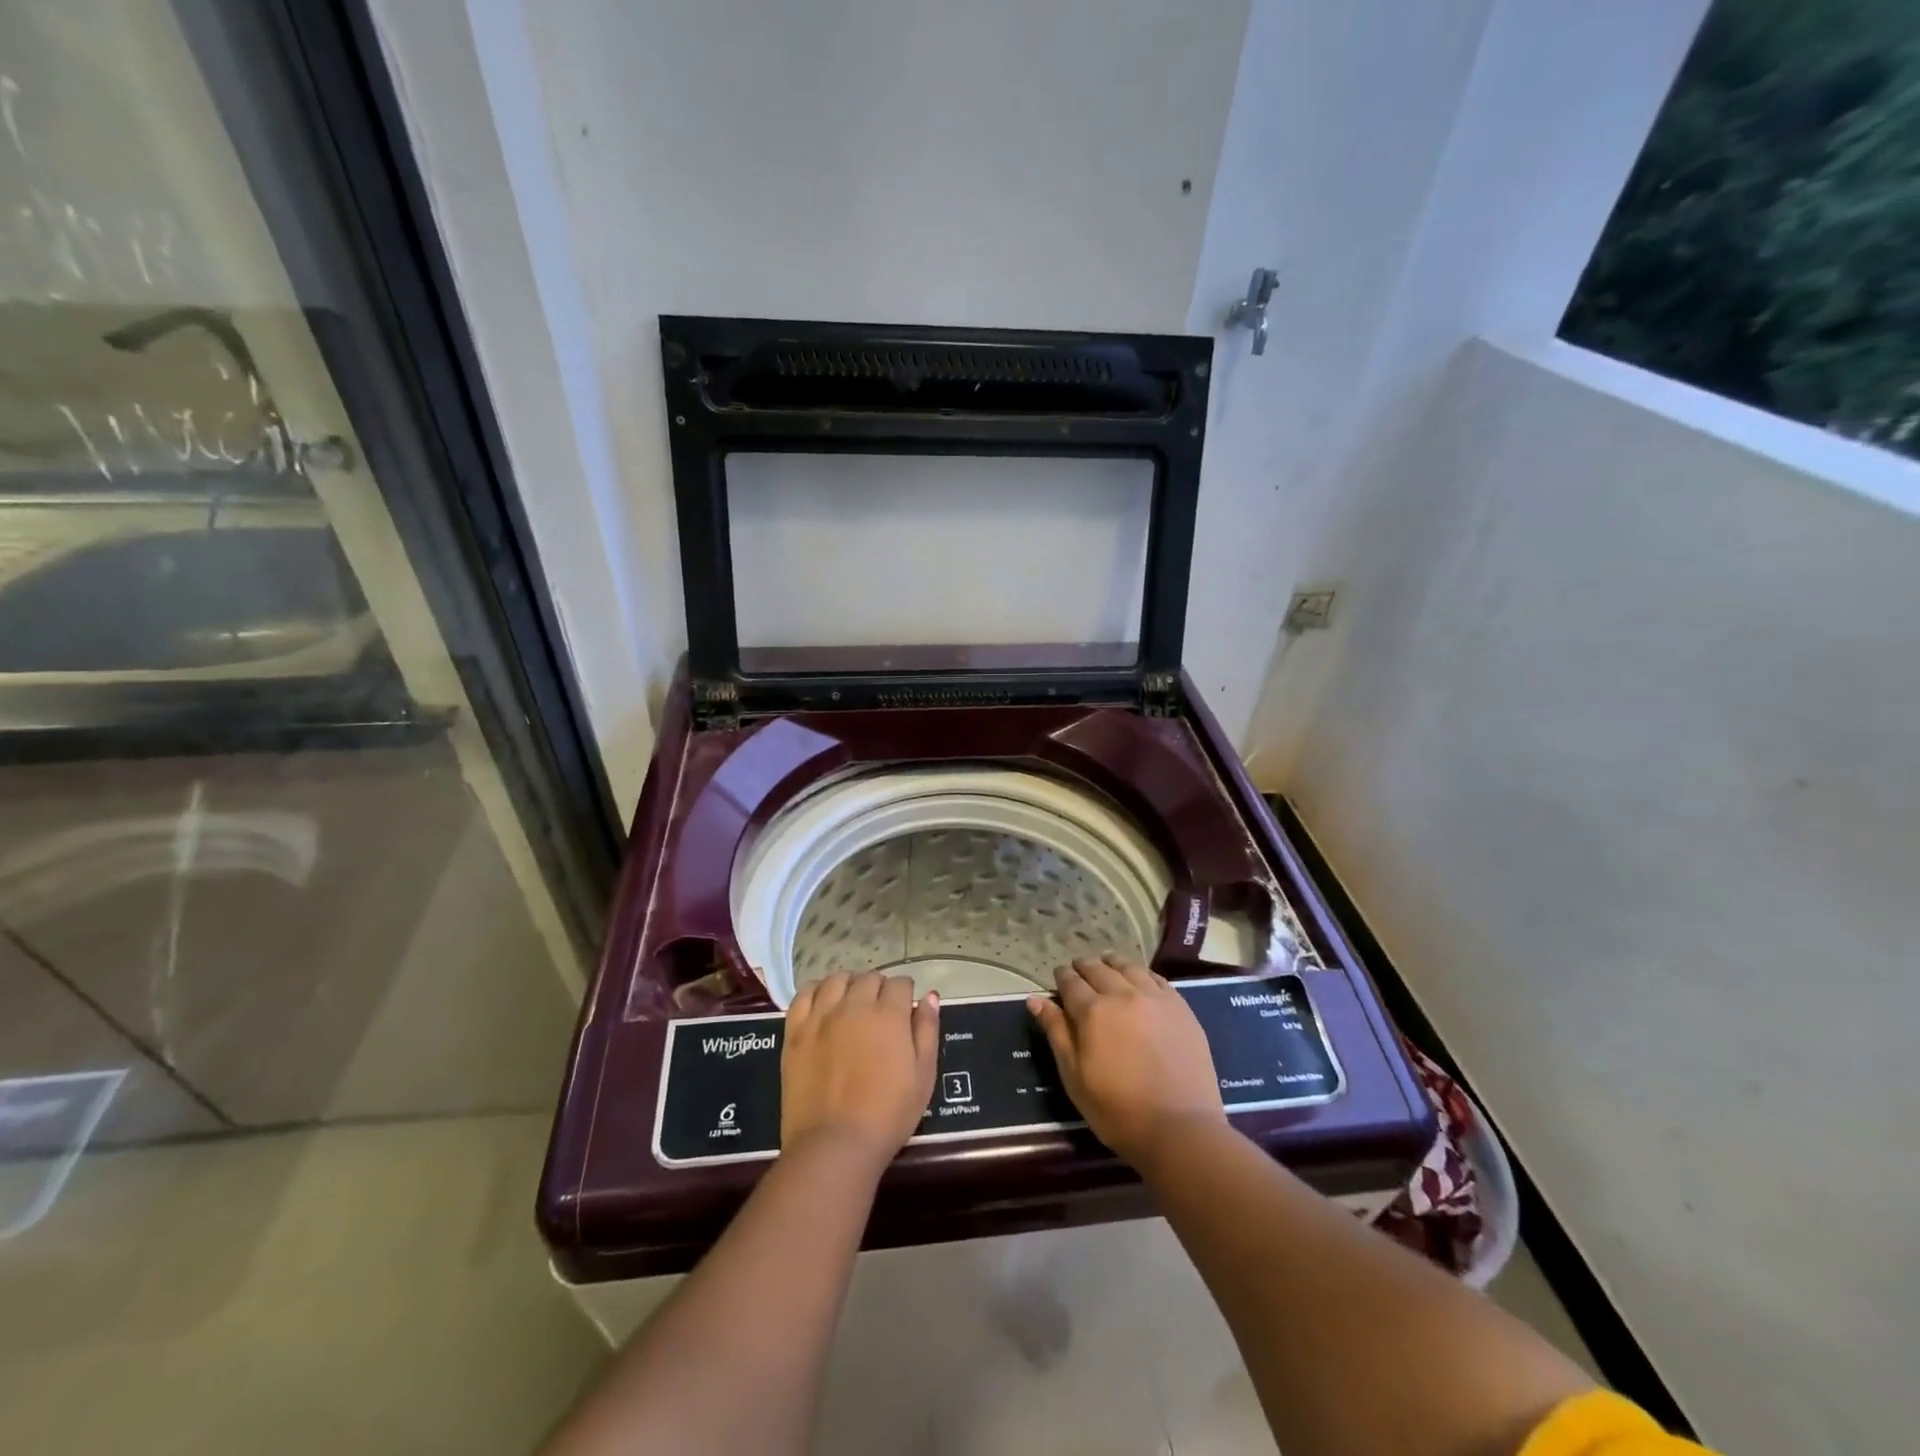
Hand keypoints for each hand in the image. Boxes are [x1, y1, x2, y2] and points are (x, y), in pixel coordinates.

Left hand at [782, 971, 939, 1167]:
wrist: (835, 1144)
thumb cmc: (888, 1114)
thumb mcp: (924, 1075)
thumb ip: (927, 1030)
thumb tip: (929, 996)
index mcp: (889, 1014)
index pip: (900, 983)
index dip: (905, 994)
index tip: (904, 1011)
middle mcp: (855, 1004)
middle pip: (870, 978)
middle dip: (879, 989)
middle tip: (880, 1014)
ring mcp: (822, 1015)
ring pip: (837, 979)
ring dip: (849, 985)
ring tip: (851, 1004)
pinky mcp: (796, 1030)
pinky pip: (804, 994)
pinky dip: (816, 992)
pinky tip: (822, 1004)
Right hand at [1028, 953, 1225, 1165]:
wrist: (1180, 1128)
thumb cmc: (1117, 1110)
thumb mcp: (1074, 1076)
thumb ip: (1056, 1032)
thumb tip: (1035, 999)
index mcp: (1093, 1011)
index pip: (1071, 982)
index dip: (1062, 977)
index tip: (1059, 977)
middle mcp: (1123, 994)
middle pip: (1098, 969)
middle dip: (1084, 967)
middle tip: (1078, 970)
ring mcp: (1155, 998)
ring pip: (1128, 967)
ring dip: (1112, 963)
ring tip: (1106, 965)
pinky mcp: (1180, 1007)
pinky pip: (1156, 978)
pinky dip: (1141, 973)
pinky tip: (1139, 978)